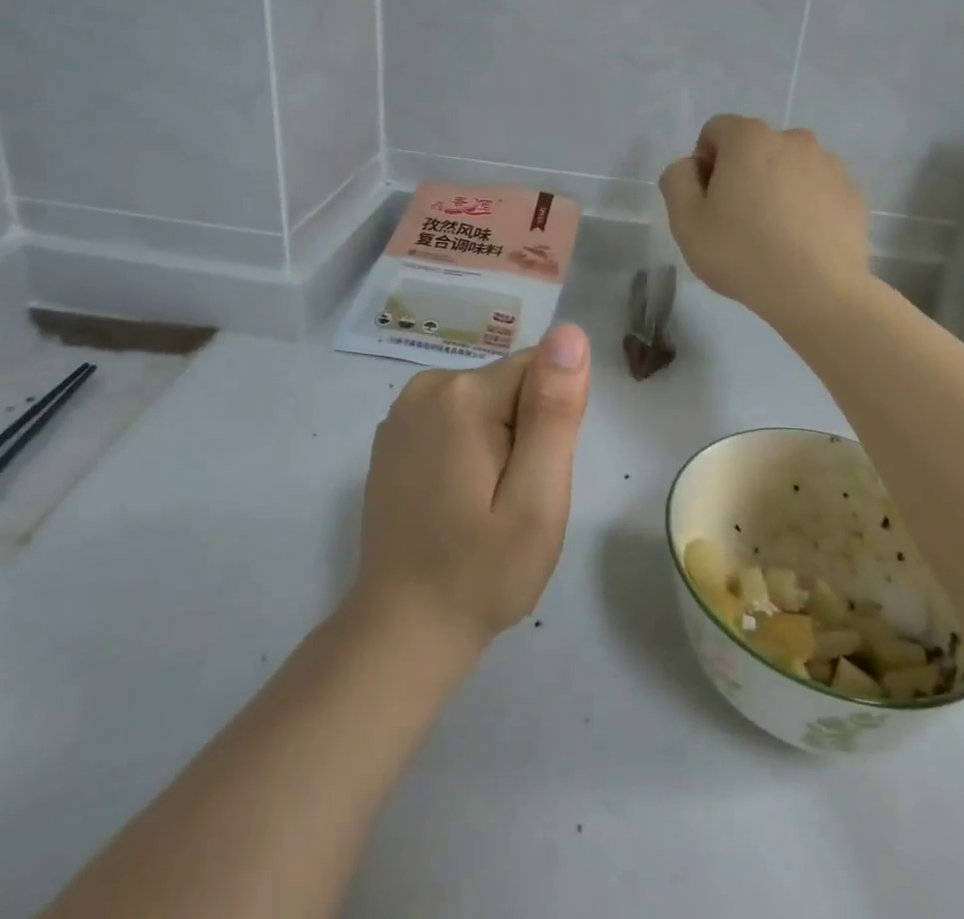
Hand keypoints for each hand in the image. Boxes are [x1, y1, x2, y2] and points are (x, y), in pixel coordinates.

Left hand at [352, 324, 591, 659]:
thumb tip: (569, 333)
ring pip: (485, 401)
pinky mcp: (393, 436)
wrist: (403, 630)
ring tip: (486, 504)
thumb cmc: (482, 571)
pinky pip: (455, 419)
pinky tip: (456, 500)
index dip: (550, 424)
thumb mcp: (537, 499)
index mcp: (465, 395)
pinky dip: (467, 448)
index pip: (540, 371)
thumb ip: (554, 411)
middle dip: (524, 433)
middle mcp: (428, 385)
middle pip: (510, 385)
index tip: (536, 476)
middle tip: (514, 500)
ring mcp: (403, 410)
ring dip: (498, 442)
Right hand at [659, 115, 871, 327]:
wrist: (818, 292)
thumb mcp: (685, 220)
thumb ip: (677, 179)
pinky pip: (817, 191)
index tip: (707, 201)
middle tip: (736, 220)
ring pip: (789, 168)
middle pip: (754, 147)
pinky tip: (800, 242)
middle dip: (741, 173)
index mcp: (750, 138)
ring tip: (773, 234)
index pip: (716, 131)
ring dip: (775, 188)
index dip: (704, 163)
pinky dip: (806, 206)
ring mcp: (830, 165)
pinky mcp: (853, 193)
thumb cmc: (742, 253)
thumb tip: (691, 166)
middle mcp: (794, 139)